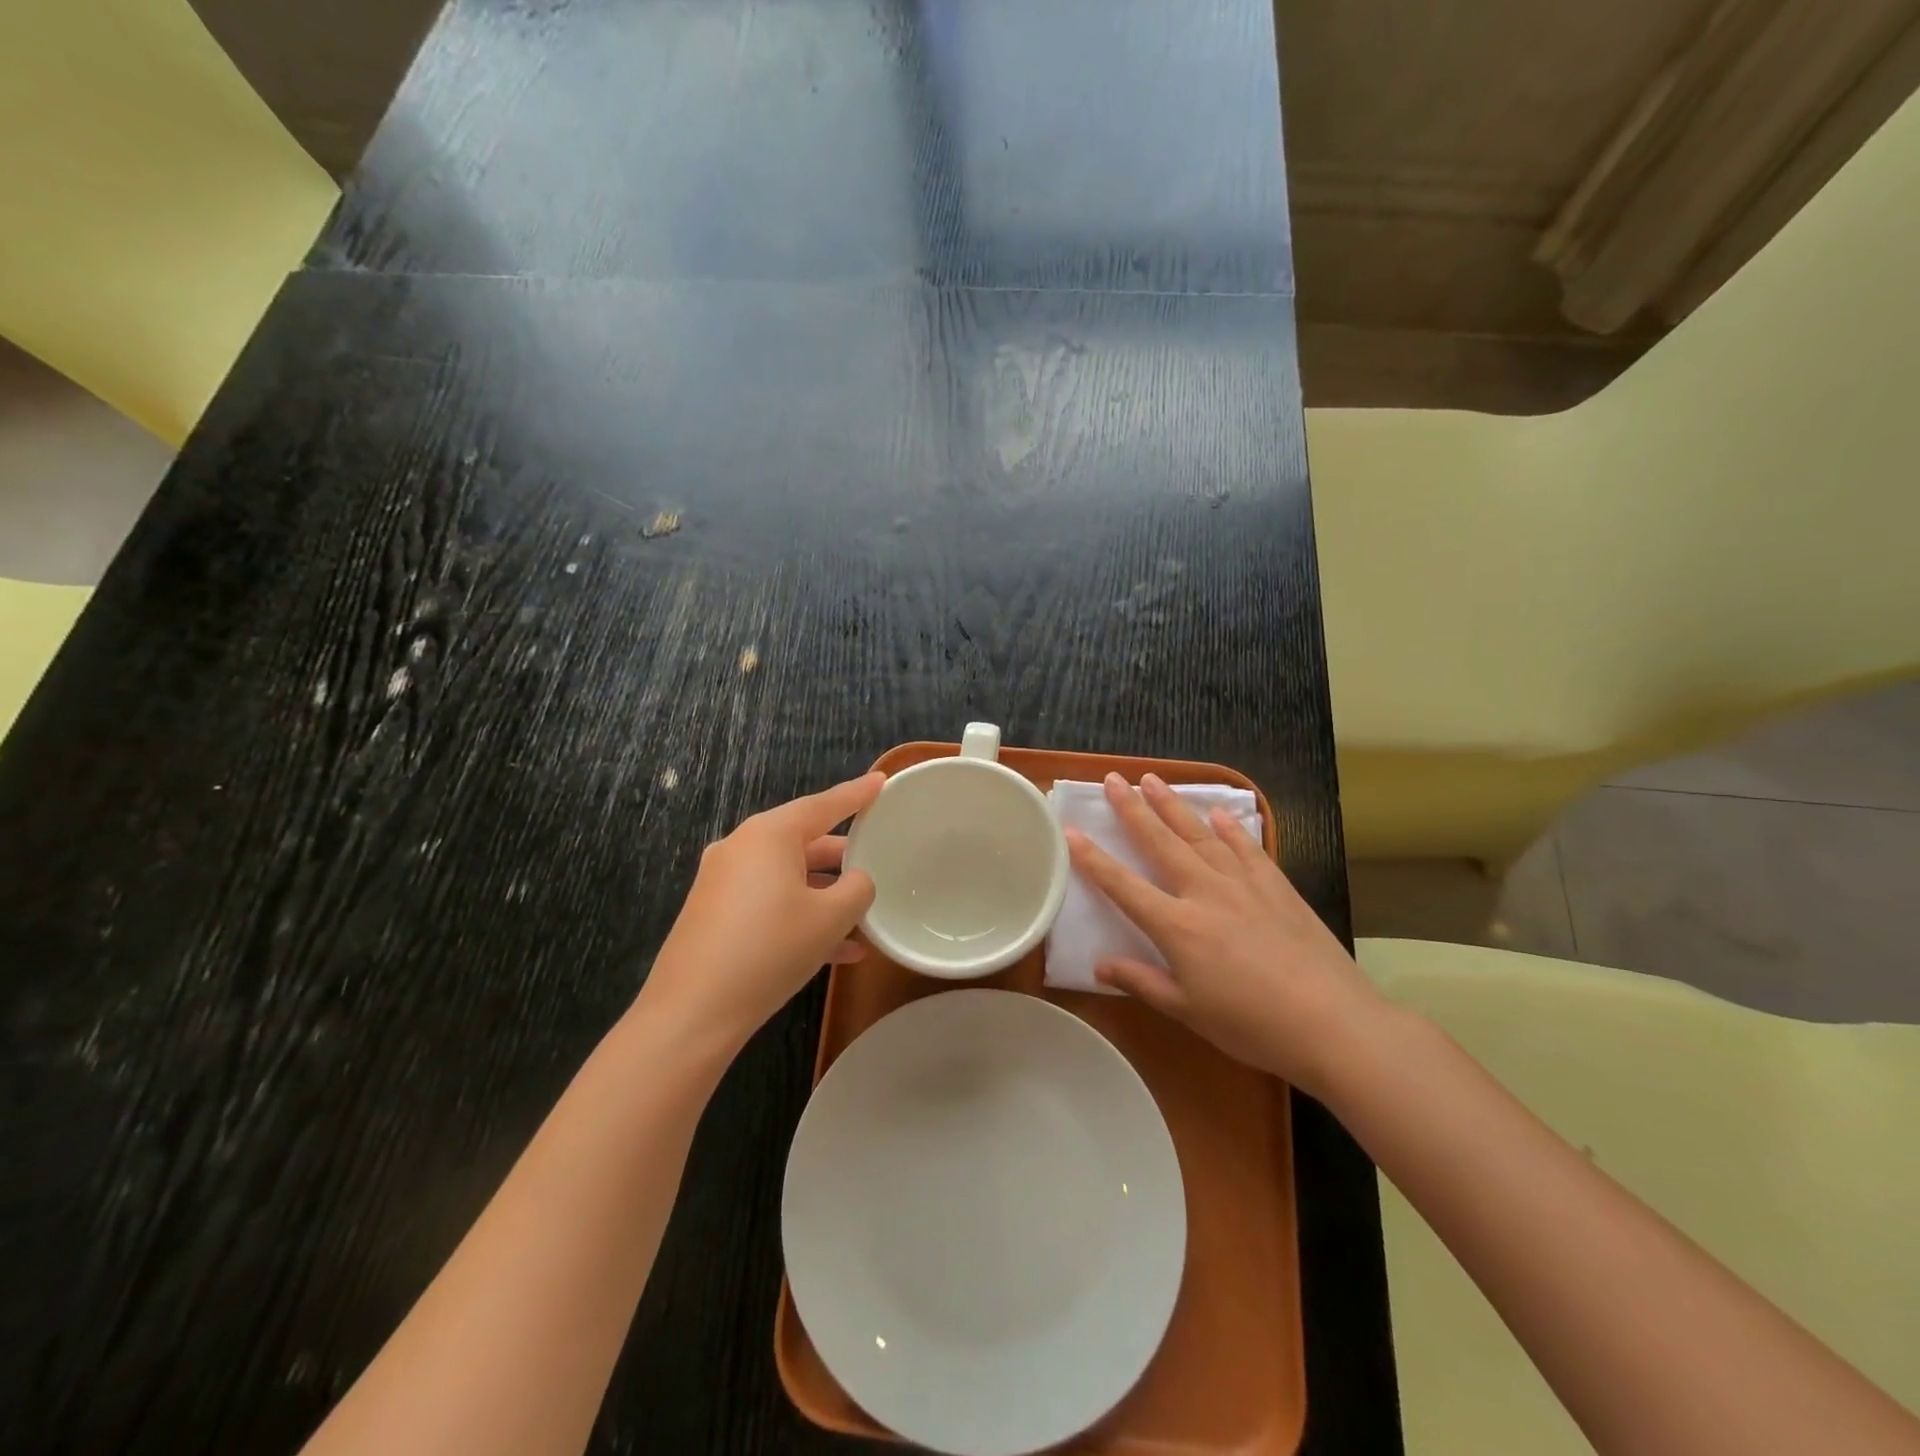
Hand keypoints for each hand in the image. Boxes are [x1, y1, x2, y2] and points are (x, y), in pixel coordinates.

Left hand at [637, 773, 884, 1056]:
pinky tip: (837, 951)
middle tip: (876, 859)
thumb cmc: (770, 950)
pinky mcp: (714, 913)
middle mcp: (741, 847)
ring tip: (863, 917)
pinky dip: (800, 916)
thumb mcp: (831, 917)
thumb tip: (856, 880)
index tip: (881, 782)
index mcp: (769, 834)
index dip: (857, 794)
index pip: (824, 805)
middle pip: (804, 841)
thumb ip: (857, 888)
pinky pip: (768, 902)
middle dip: (842, 856)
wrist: (693, 1012)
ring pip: (788, 877)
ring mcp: (722, 881)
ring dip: (825, 895)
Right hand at [1064, 772, 1386, 1096]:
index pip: (1123, 885)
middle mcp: (1205, 892)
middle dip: (1133, 808)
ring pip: (1201, 834)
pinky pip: (1247, 847)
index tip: (1071, 830)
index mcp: (1177, 926)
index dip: (1093, 859)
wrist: (1334, 1023)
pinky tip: (1219, 813)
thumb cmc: (1253, 1025)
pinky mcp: (1278, 887)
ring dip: (1174, 805)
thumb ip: (1142, 981)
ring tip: (1153, 780)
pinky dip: (1231, 828)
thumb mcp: (1188, 1011)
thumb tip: (1099, 965)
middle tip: (1114, 778)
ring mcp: (1244, 884)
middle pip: (1161, 842)